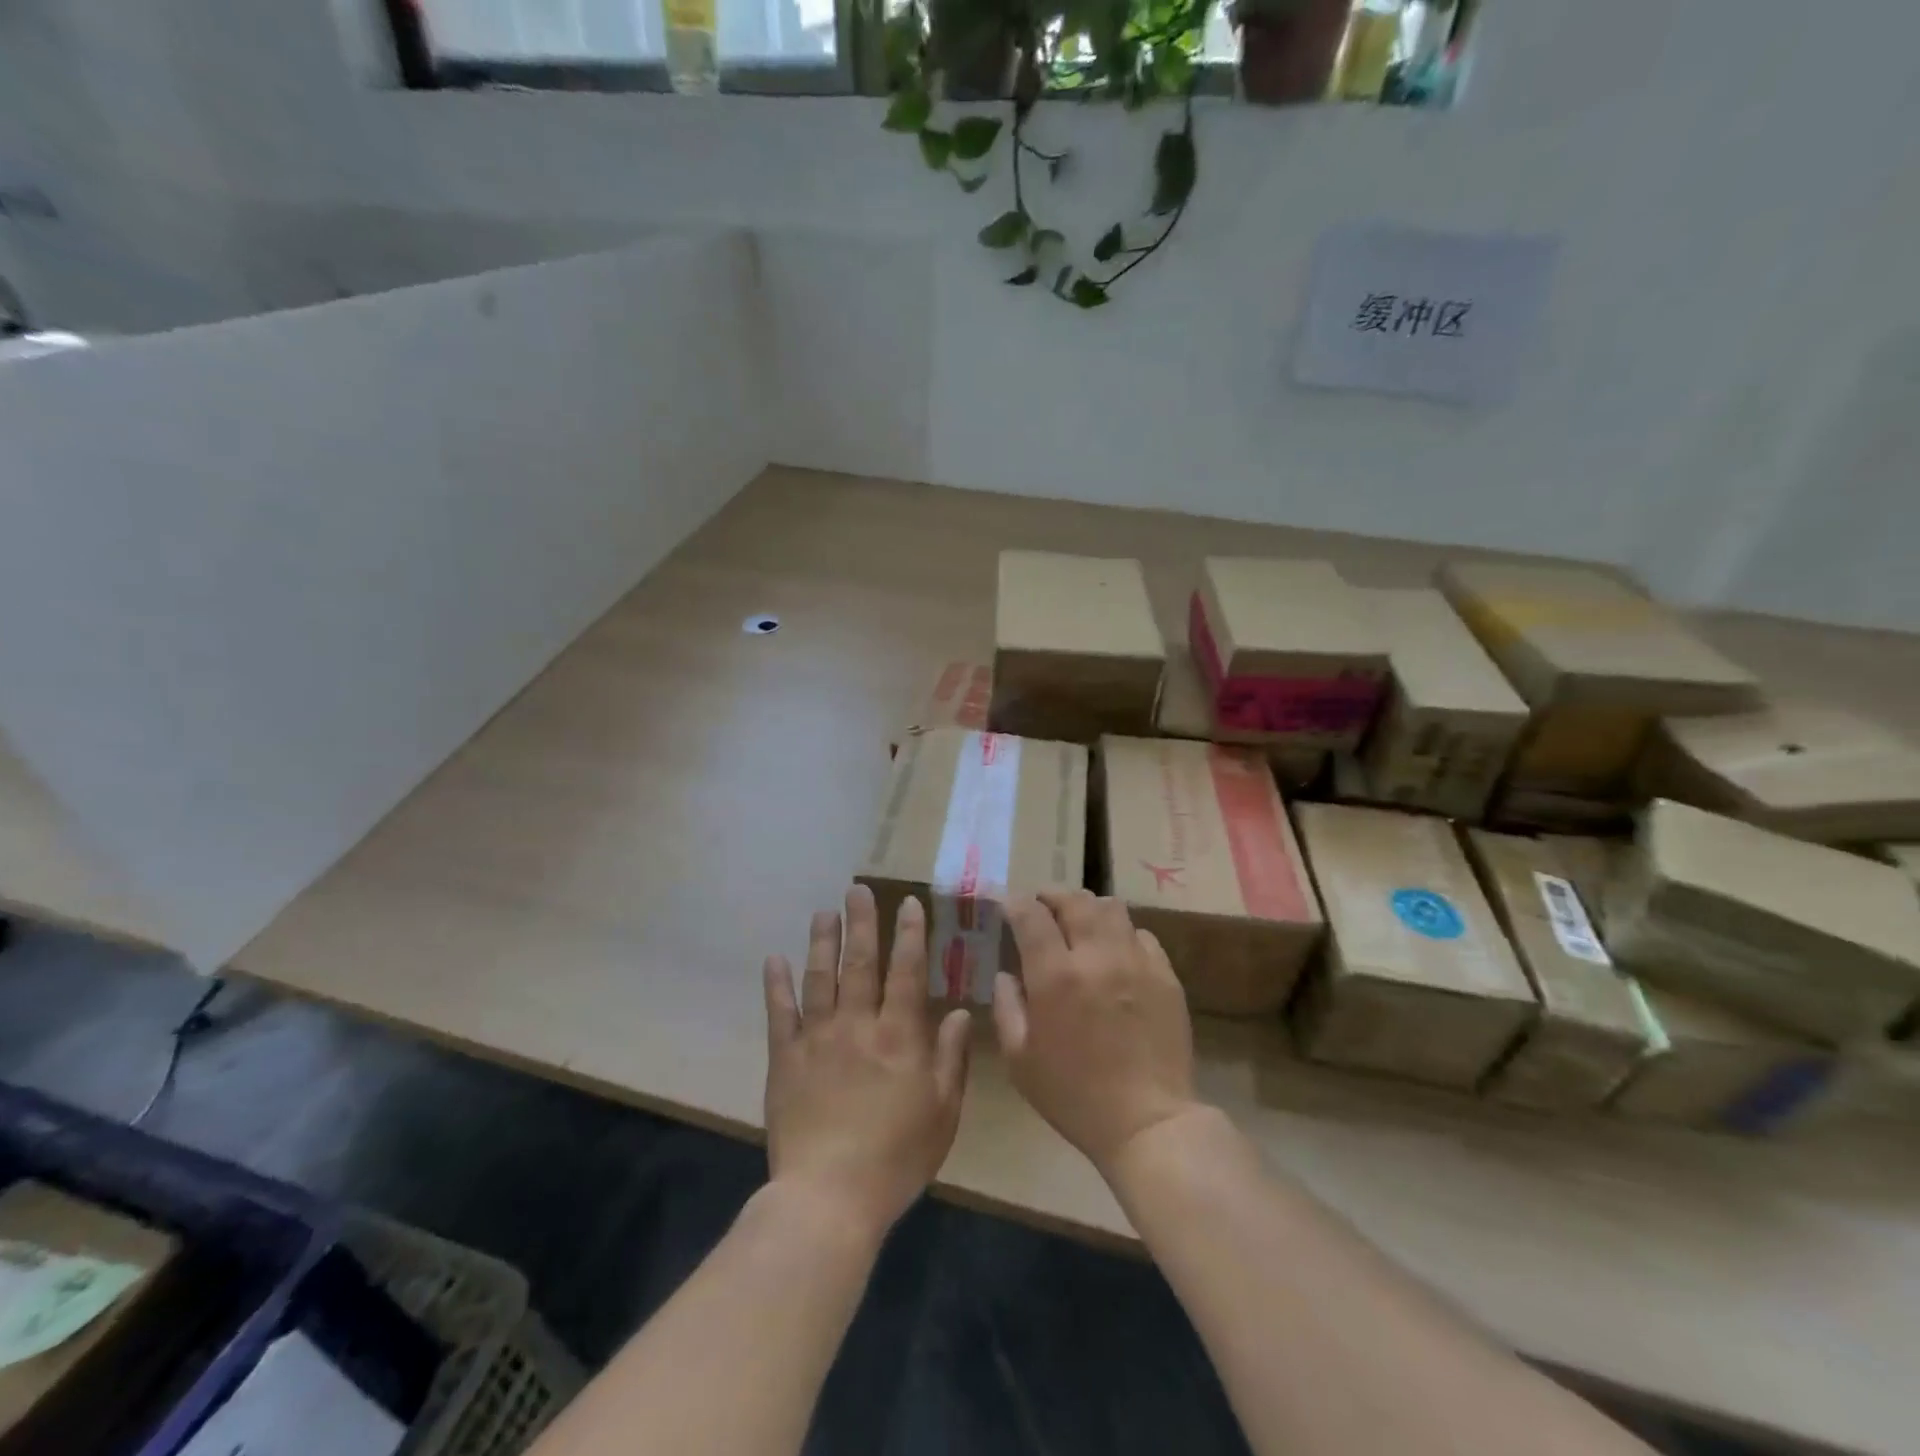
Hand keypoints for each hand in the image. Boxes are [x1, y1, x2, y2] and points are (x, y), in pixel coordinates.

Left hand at [763, 885, 971, 1246]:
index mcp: (899, 1036)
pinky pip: (780, 1014)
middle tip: (857, 889)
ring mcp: (817, 1039)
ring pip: (819, 978)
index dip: (910, 934)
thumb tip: (962, 1012)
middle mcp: (858, 1025)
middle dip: (861, 923)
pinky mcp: (785, 1059)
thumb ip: (951, 1058)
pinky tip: (773, 959)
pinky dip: (776, 985)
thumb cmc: (897, 1157)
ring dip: (821, 942)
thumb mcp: (942, 1112)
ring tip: (823, 912)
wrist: (829, 1197)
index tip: (908, 902)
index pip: (907, 972)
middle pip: (860, 963)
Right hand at [994, 890, 1203, 1176]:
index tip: (1005, 903)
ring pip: (1111, 908)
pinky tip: (1114, 952)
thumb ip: (1007, 1008)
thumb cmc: (1074, 1096)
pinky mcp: (1165, 974)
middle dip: (1051, 896)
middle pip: (1074, 900)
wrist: (1147, 1122)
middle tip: (1041, 906)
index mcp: (1055, 976)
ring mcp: (1136, 961)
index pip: (1031, 915)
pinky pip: (1141, 934)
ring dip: (1087, 908)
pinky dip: (1120, 933)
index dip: (1014, 902)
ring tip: (1078, 922)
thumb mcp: (1020, 1060)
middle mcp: (1096, 956)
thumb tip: (1005, 974)